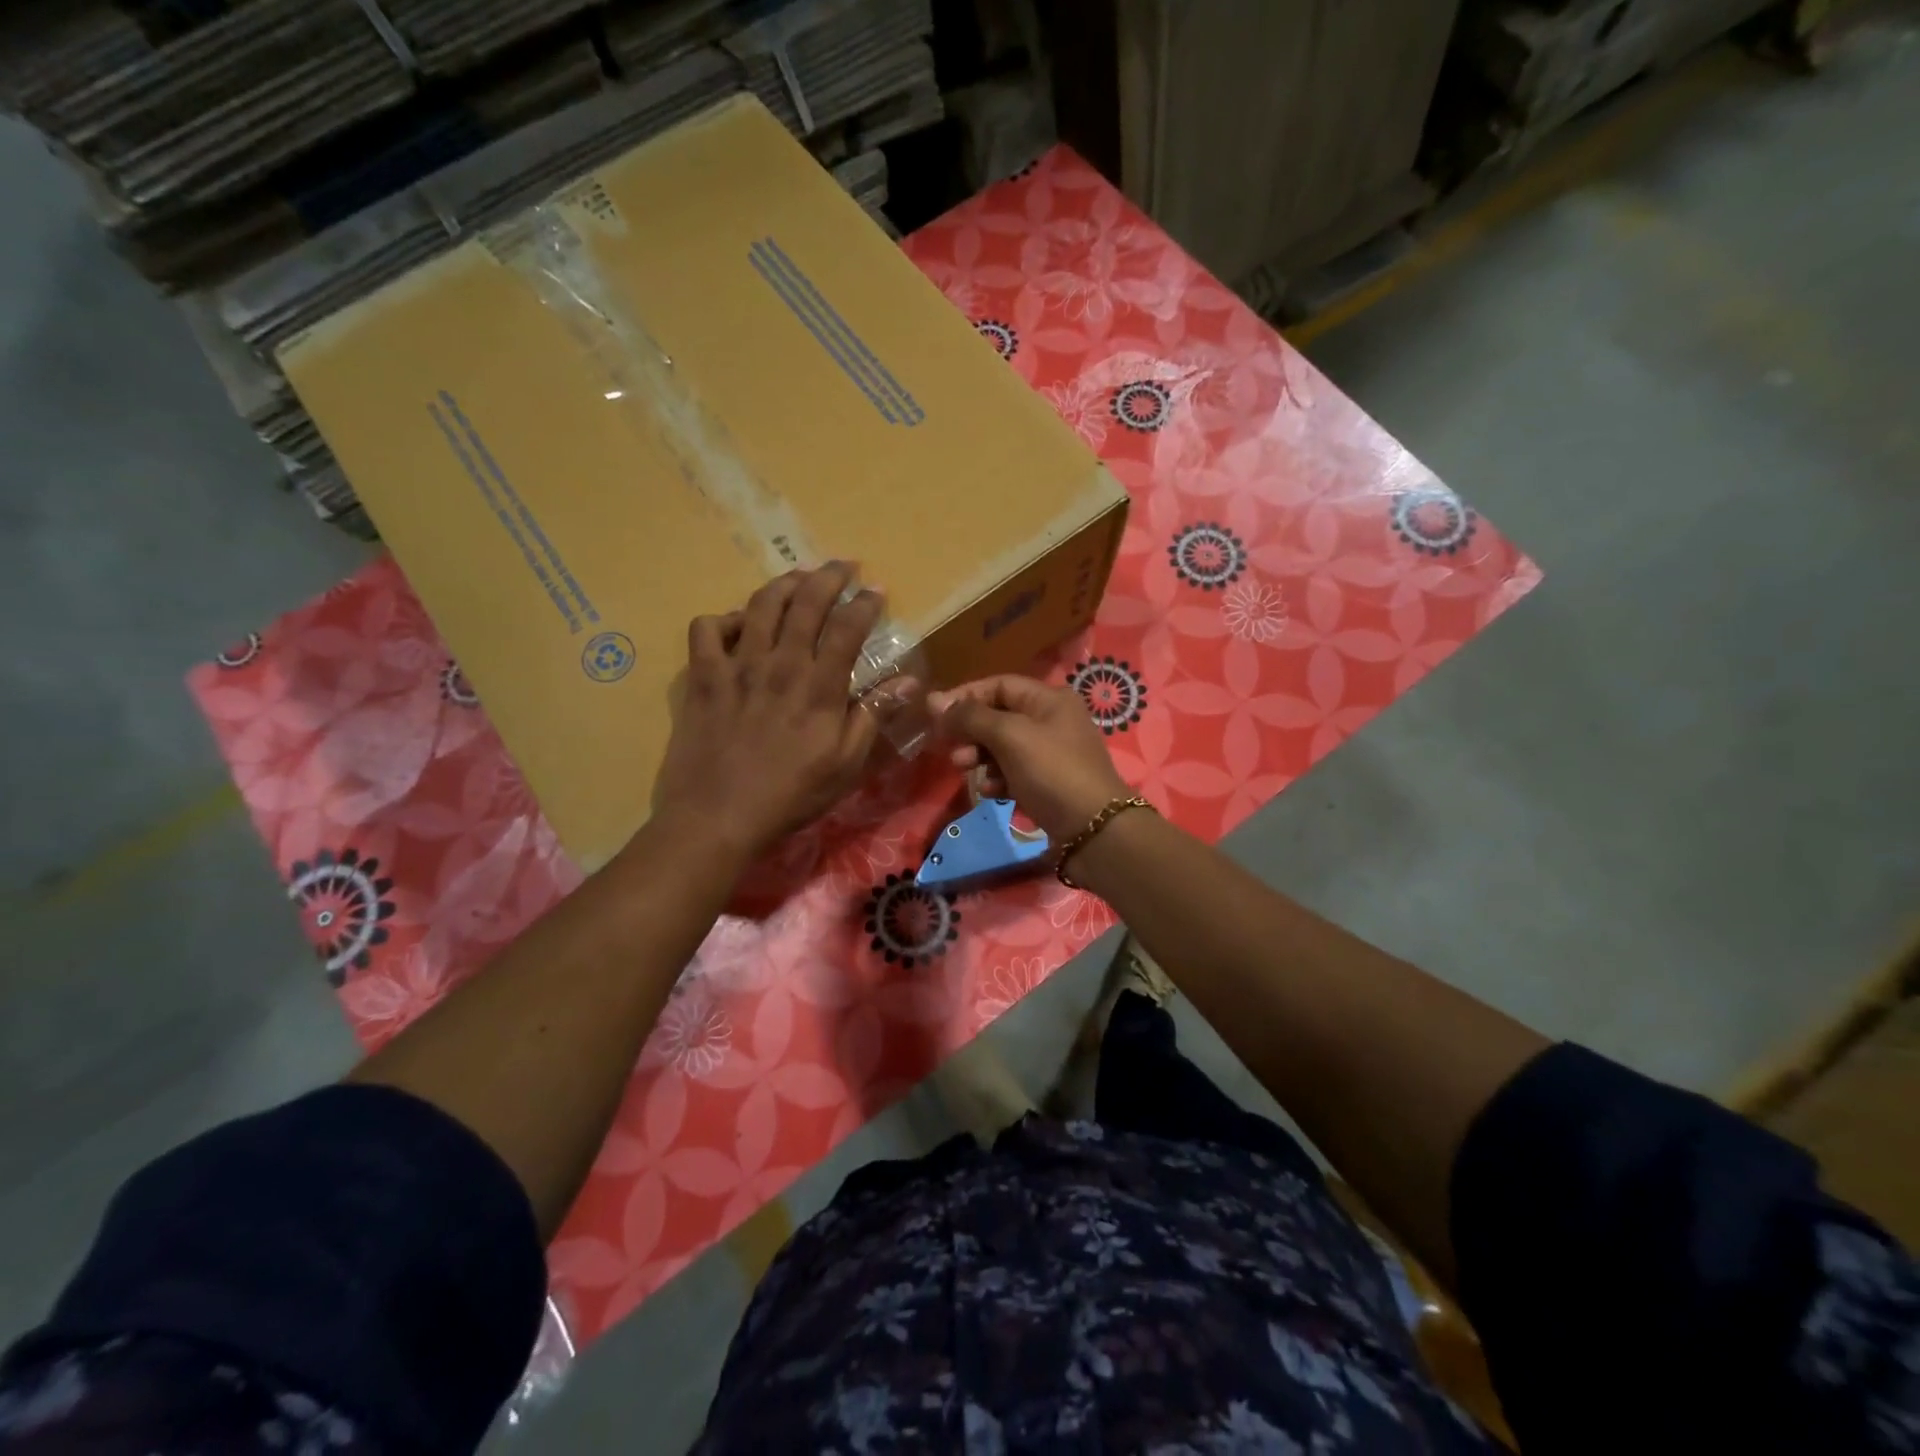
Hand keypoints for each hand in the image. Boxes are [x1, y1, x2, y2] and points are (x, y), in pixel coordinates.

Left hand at [652, 563, 884, 859]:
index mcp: (818, 686)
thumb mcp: (846, 765)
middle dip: (828, 576)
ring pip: (760, 605)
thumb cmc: (791, 796)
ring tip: (798, 579)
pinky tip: (737, 626)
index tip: (877, 590)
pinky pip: (707, 629)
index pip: (847, 627)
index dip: (865, 603)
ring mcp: (736, 667)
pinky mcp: (702, 678)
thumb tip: (908, 682)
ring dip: (783, 584)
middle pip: (805, 602)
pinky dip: (723, 619)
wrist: (718, 818)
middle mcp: (779, 664)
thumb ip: (873, 717)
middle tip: (843, 566)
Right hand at [929, 675, 1131, 841]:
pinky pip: (1014, 772)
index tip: (934, 713)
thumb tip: (935, 700)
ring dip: (980, 755)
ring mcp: (1052, 753)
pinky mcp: (1049, 782)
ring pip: (1004, 746)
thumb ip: (971, 717)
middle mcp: (1053, 720)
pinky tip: (989, 791)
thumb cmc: (1051, 771)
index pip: (999, 685)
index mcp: (1049, 699)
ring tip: (963, 769)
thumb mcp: (1010, 736)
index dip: (965, 696)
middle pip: (1000, 716)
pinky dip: (998, 778)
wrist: (1093, 828)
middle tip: (949, 748)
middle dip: (971, 730)